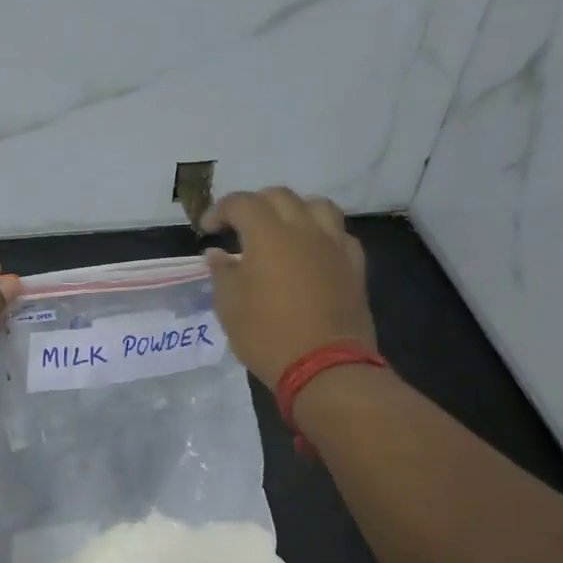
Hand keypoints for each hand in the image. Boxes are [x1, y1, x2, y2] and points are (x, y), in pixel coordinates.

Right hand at [201, 188, 375, 385]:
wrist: (325, 366)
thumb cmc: (267, 335)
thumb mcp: (229, 306)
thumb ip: (222, 273)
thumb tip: (217, 254)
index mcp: (268, 235)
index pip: (241, 203)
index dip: (220, 210)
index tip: (208, 229)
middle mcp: (304, 230)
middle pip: (280, 196)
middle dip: (255, 205)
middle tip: (240, 227)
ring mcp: (334, 245)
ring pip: (317, 206)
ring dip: (294, 211)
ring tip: (281, 231)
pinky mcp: (354, 265)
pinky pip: (339, 234)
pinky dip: (321, 235)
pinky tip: (312, 253)